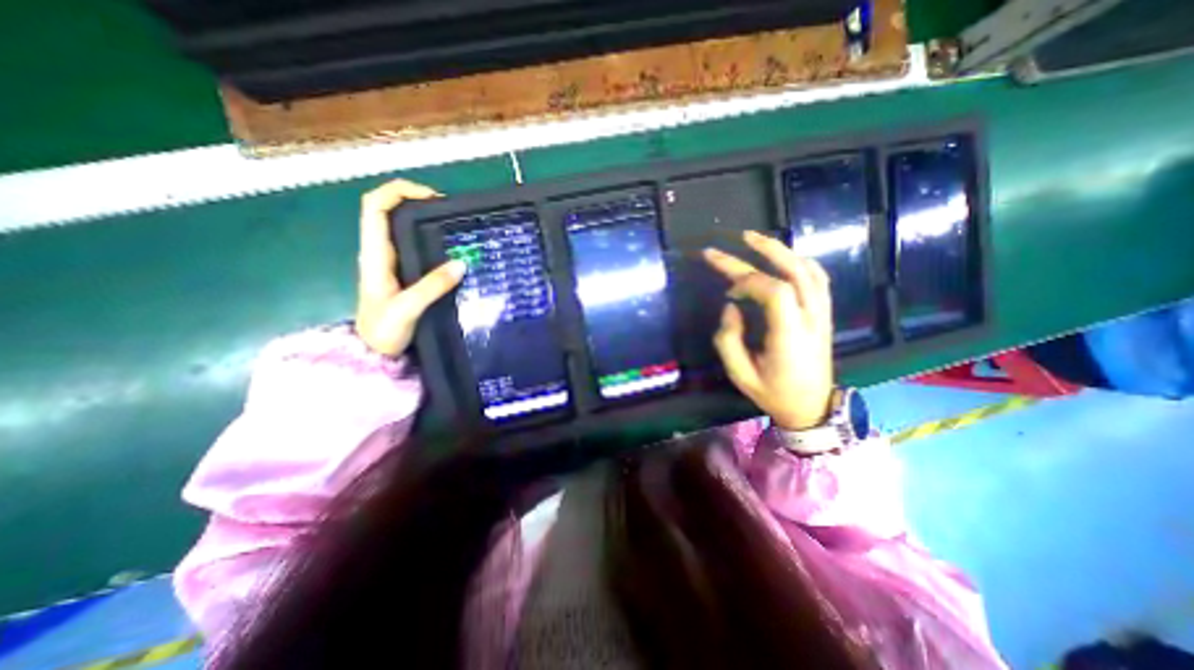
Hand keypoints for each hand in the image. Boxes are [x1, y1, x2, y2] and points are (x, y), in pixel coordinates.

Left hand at [355, 176, 464, 354]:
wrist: (373, 355)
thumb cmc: (383, 332)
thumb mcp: (408, 309)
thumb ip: (433, 286)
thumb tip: (461, 263)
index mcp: (374, 254)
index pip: (375, 206)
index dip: (399, 191)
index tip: (432, 197)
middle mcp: (380, 252)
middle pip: (389, 211)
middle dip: (417, 201)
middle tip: (450, 211)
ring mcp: (390, 263)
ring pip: (402, 228)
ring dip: (425, 219)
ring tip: (454, 225)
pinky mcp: (402, 274)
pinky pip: (413, 246)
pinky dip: (430, 239)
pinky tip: (450, 249)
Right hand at [703, 230, 831, 428]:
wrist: (812, 407)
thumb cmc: (773, 393)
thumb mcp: (740, 375)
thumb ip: (728, 340)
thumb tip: (731, 306)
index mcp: (790, 336)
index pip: (776, 291)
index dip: (748, 282)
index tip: (728, 293)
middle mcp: (811, 318)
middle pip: (792, 272)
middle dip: (759, 252)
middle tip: (733, 241)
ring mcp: (822, 313)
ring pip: (807, 269)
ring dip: (780, 250)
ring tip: (753, 239)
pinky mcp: (824, 313)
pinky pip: (817, 277)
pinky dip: (798, 261)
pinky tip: (781, 257)